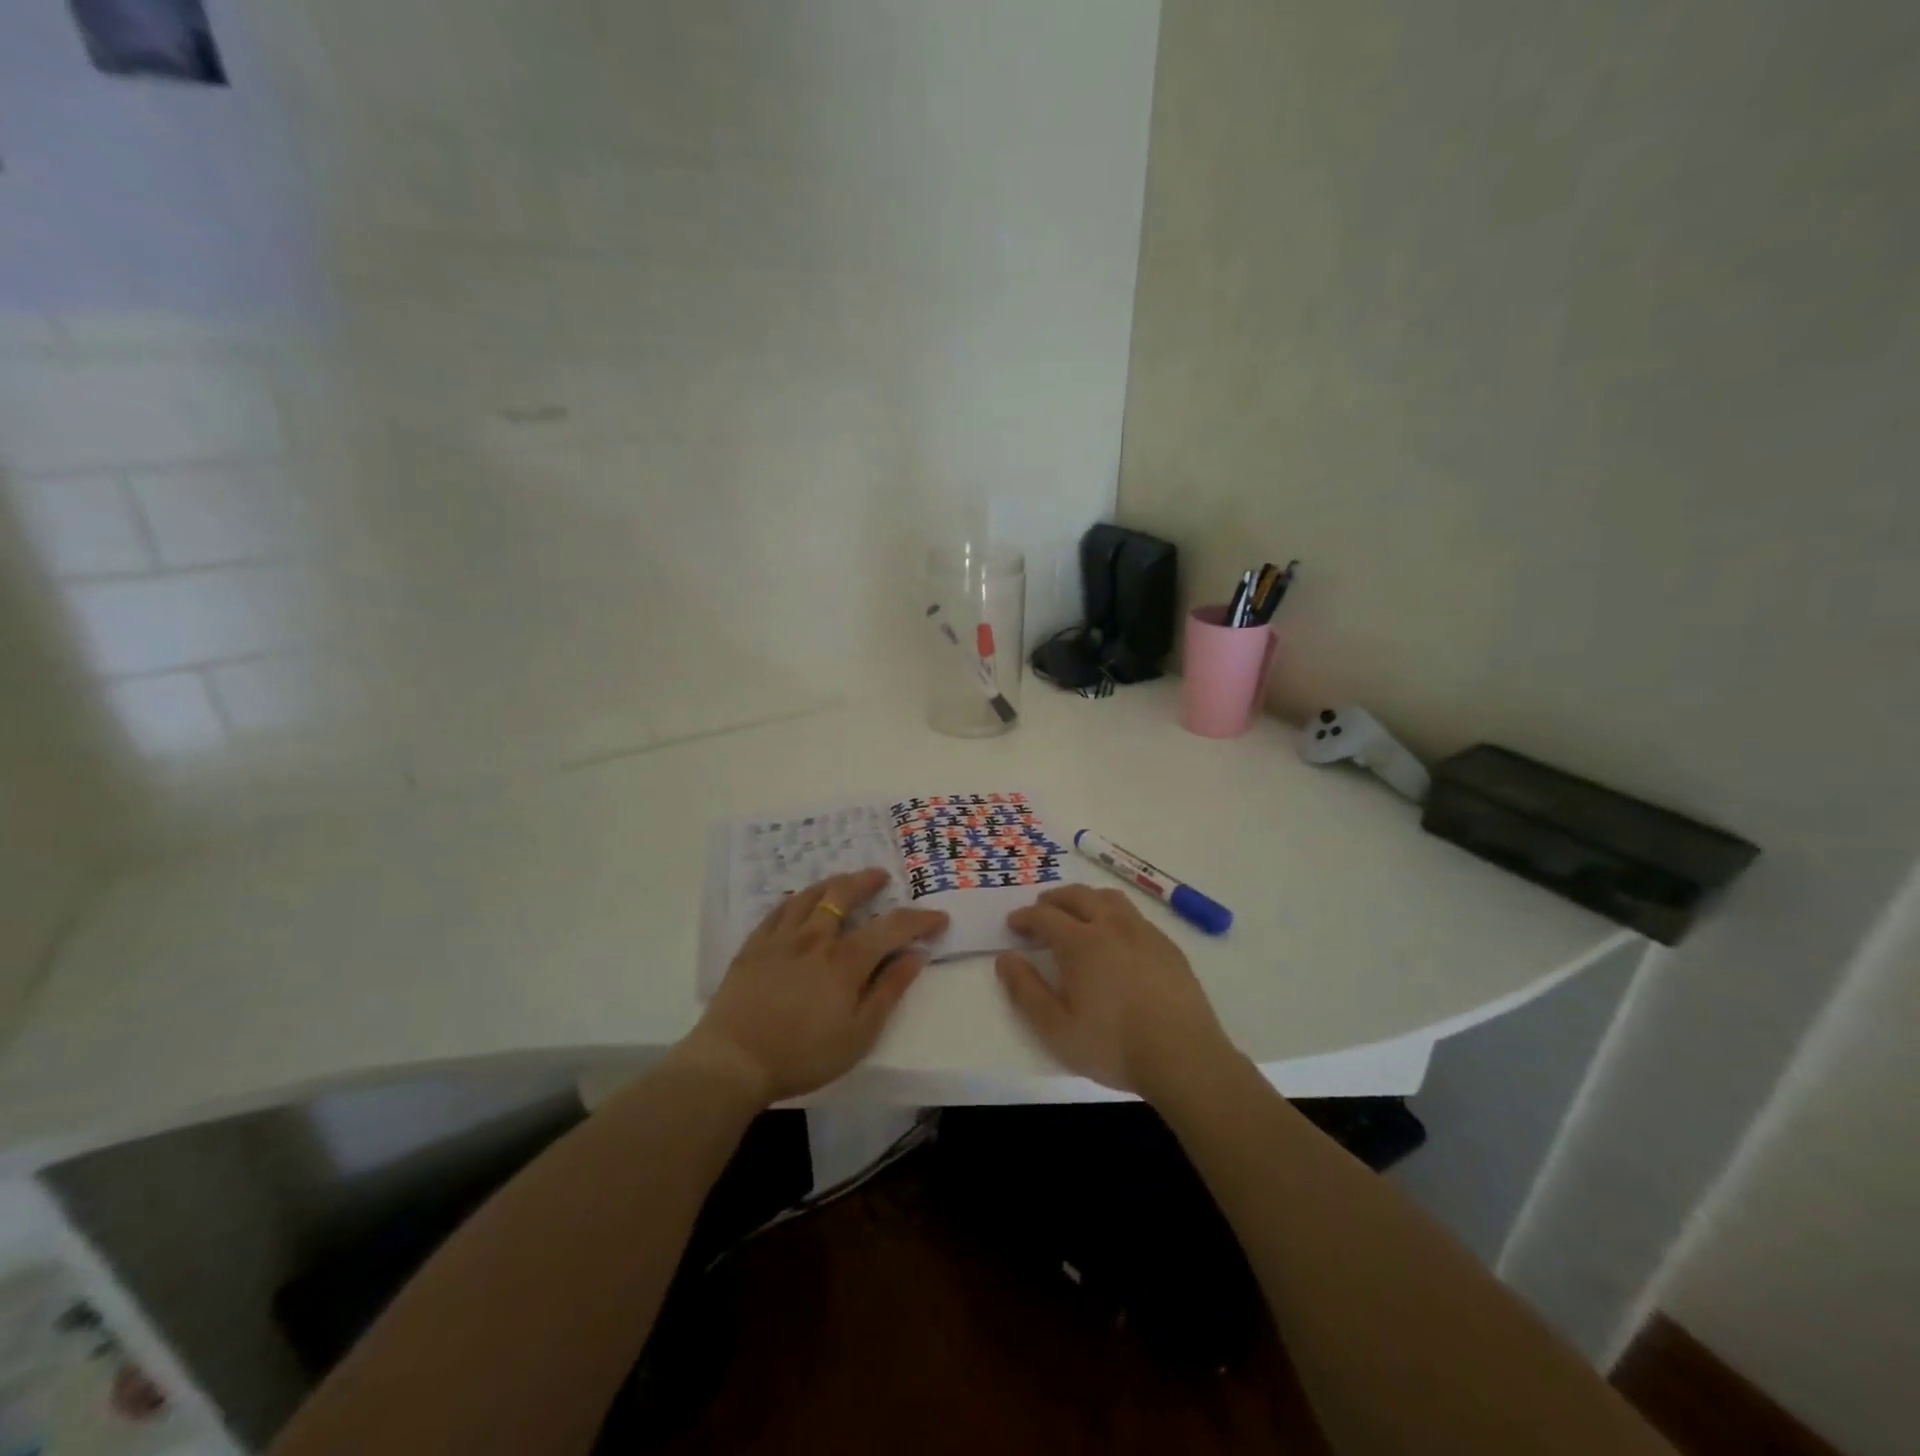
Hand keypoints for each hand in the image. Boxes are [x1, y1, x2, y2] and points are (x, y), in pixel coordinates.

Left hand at [682, 868, 947, 1104]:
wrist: (733, 1061)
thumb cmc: (803, 1055)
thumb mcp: (859, 1034)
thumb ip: (889, 991)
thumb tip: (916, 955)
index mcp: (845, 960)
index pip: (891, 927)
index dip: (919, 919)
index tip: (938, 918)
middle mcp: (815, 938)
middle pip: (844, 895)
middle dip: (867, 881)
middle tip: (881, 877)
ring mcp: (780, 938)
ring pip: (810, 896)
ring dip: (833, 883)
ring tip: (844, 882)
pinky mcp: (753, 946)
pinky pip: (778, 910)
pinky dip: (796, 900)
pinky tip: (799, 902)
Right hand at [997, 885, 1233, 1098]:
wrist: (1184, 1057)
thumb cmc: (1113, 1045)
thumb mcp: (1057, 1028)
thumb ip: (1026, 991)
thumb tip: (1006, 958)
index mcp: (1081, 943)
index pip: (1045, 916)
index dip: (1025, 917)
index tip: (1014, 924)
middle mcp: (1112, 926)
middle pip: (1078, 896)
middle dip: (1053, 899)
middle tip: (1040, 910)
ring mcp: (1144, 933)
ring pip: (1109, 899)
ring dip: (1086, 899)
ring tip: (1077, 914)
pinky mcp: (1168, 946)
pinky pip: (1135, 915)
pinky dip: (1114, 914)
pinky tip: (1115, 937)